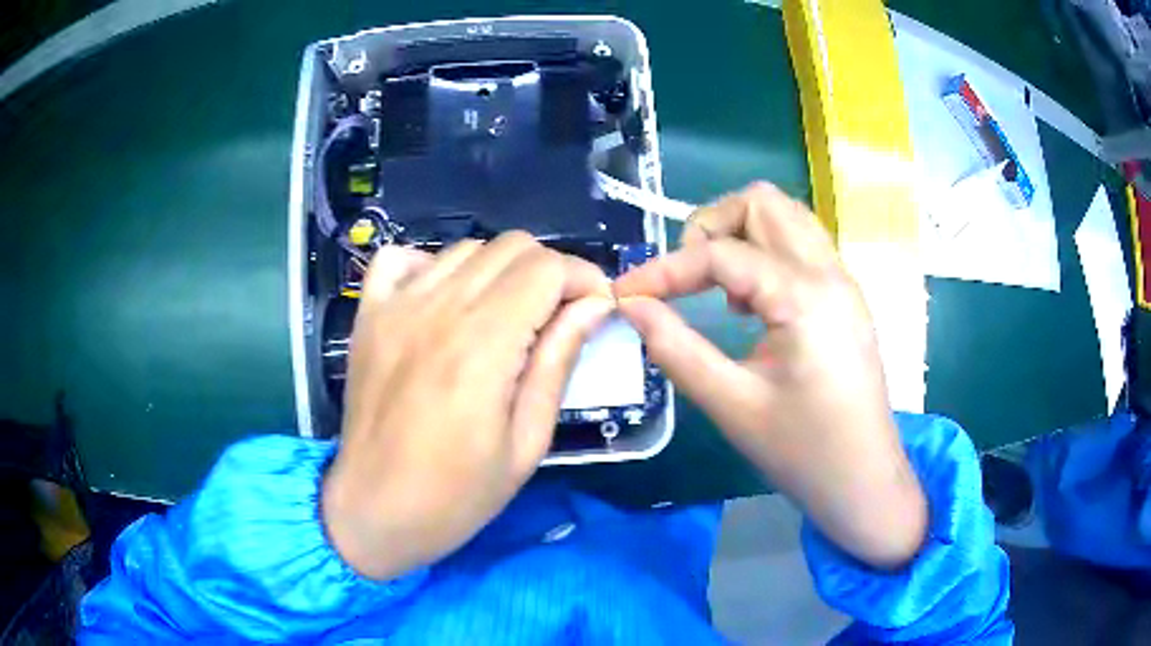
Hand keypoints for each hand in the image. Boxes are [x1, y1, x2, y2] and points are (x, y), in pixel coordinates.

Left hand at [322, 233, 614, 579]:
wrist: (373, 511)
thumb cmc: (456, 495)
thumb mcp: (526, 443)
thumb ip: (557, 362)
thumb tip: (593, 307)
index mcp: (481, 345)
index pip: (545, 268)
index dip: (583, 278)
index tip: (597, 308)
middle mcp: (437, 309)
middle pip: (511, 247)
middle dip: (549, 271)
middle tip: (559, 314)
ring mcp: (395, 306)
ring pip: (466, 248)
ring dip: (499, 271)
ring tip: (507, 315)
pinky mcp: (368, 315)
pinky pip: (401, 258)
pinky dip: (432, 266)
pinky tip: (444, 301)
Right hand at [614, 183, 926, 568]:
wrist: (864, 481)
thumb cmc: (803, 452)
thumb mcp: (732, 405)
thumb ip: (676, 349)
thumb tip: (631, 307)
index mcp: (805, 298)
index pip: (722, 254)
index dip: (665, 269)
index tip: (626, 294)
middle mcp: (829, 273)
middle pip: (762, 202)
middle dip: (711, 227)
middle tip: (687, 280)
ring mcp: (843, 280)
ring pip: (785, 216)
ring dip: (741, 235)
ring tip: (720, 290)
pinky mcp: (845, 296)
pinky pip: (801, 244)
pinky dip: (765, 252)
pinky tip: (752, 304)